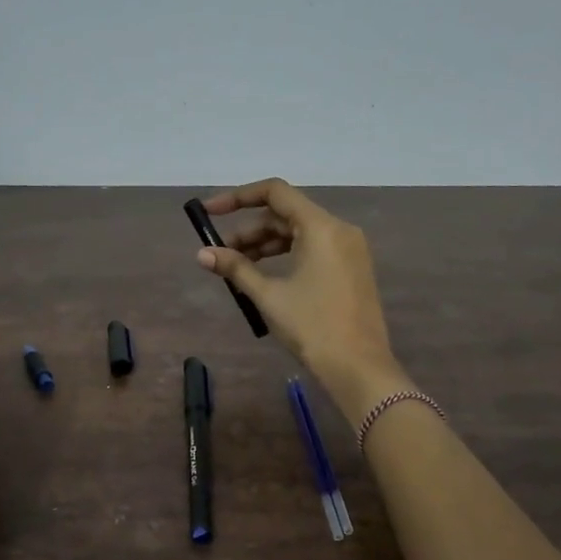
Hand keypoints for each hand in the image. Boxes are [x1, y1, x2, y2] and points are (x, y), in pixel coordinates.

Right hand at [196, 180, 411, 421]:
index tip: (210, 212)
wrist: (358, 367)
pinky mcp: (352, 269)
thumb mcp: (268, 295)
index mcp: (321, 227)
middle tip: (221, 252)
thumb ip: (236, 268)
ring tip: (239, 268)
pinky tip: (266, 276)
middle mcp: (339, 229)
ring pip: (299, 233)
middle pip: (286, 214)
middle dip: (250, 229)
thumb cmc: (312, 326)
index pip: (275, 192)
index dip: (238, 197)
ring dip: (267, 244)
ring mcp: (350, 250)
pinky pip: (314, 249)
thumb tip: (202, 253)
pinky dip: (287, 255)